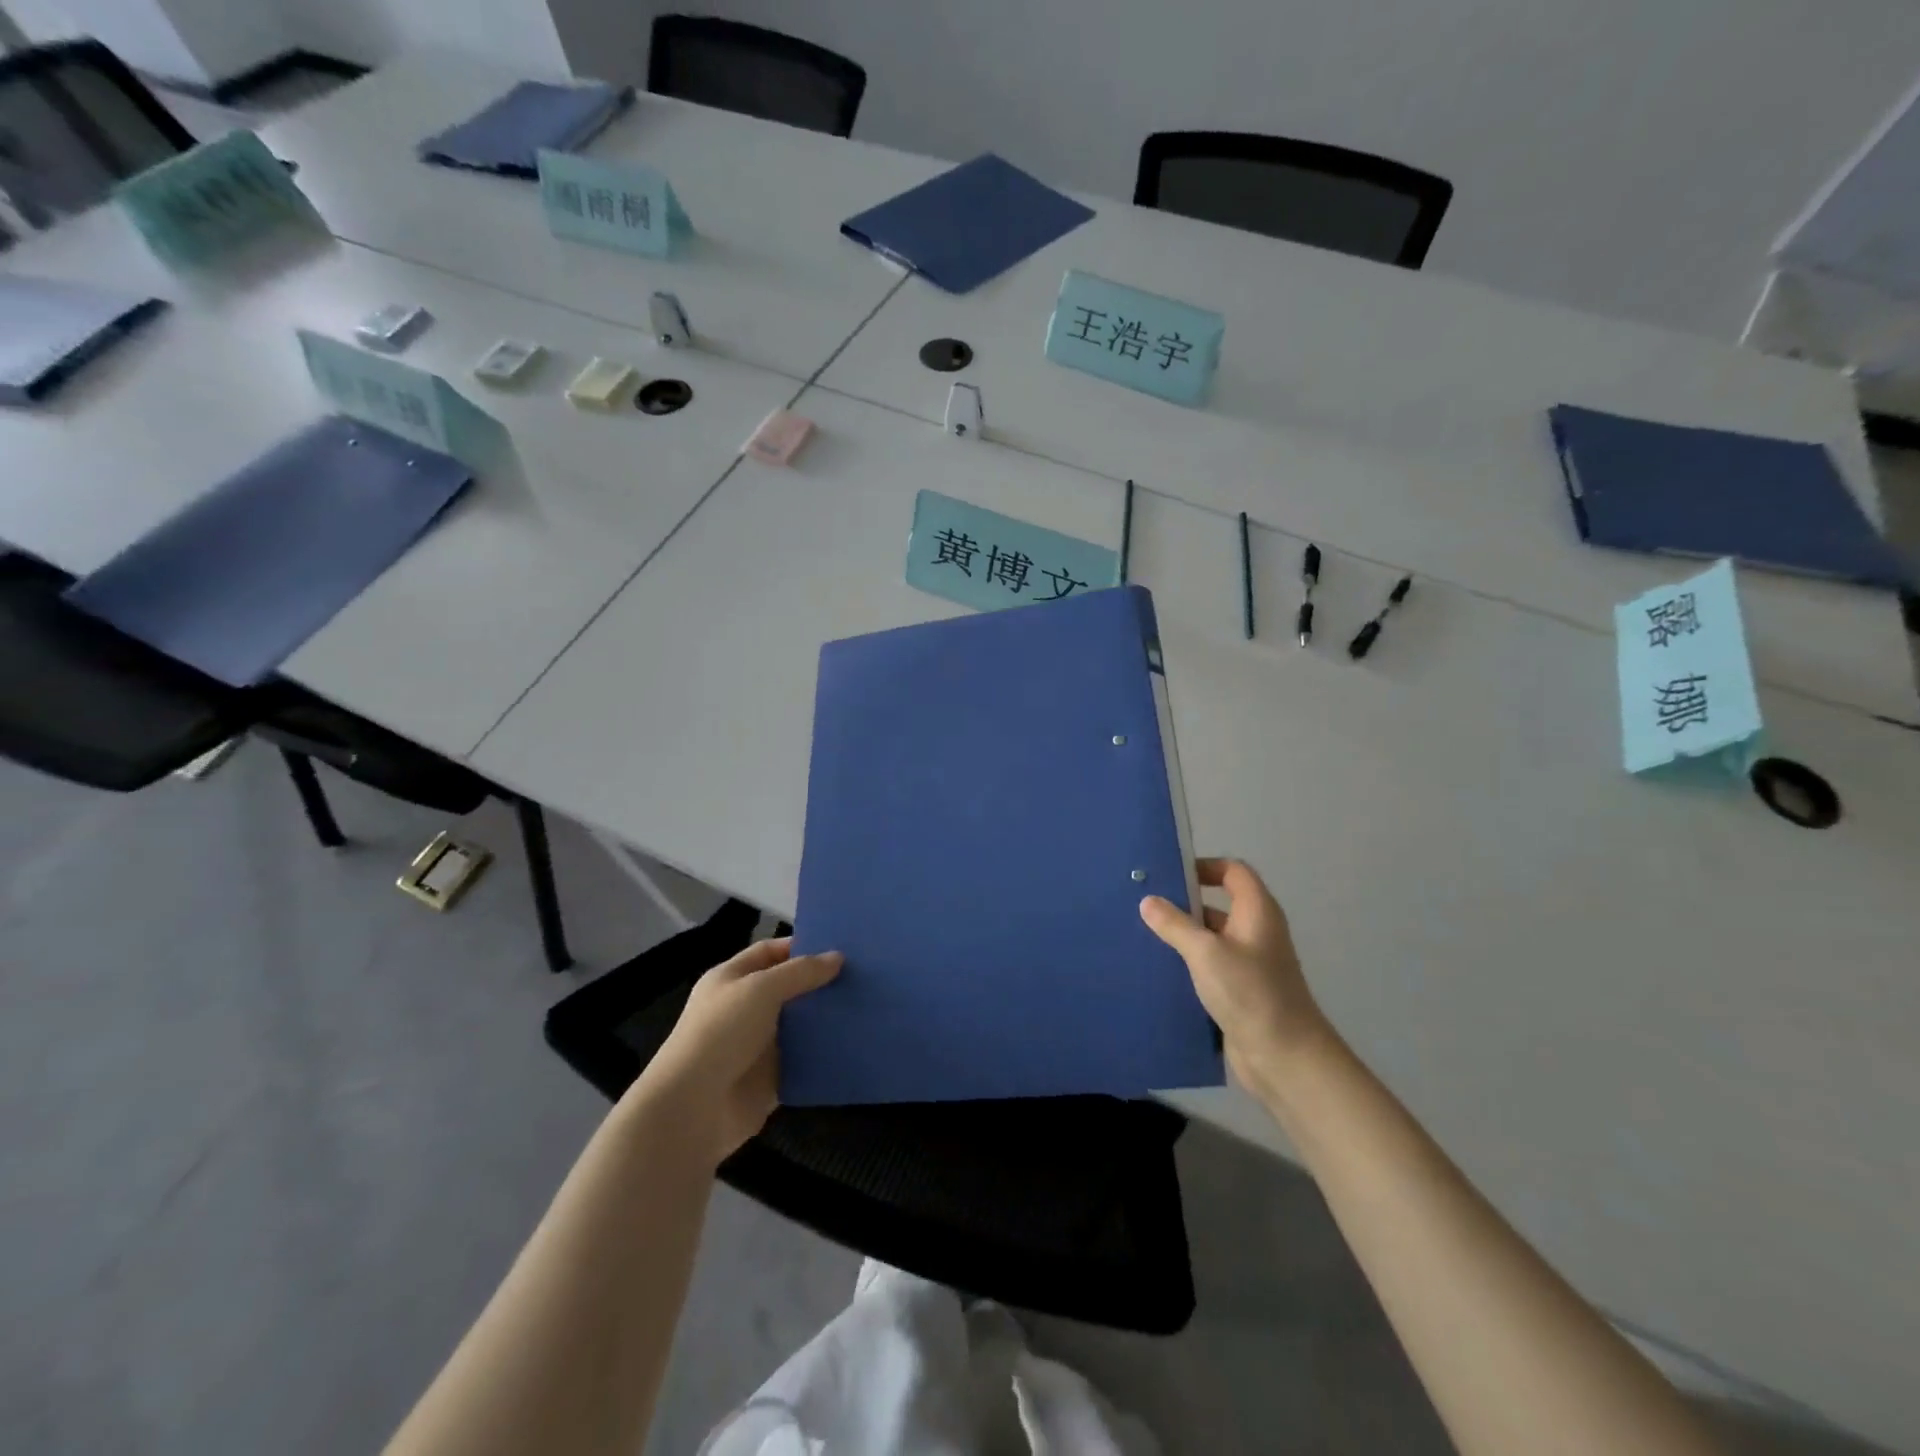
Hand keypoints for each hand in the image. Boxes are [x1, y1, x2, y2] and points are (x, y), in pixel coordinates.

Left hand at [637, 938, 841, 1165]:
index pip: (770, 952)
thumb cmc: (721, 1034)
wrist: (693, 1109)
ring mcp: (758, 1045)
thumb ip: (800, 972)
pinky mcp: (771, 1078)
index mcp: (732, 980)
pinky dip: (825, 1053)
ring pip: (800, 1024)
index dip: (801, 947)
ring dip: (826, 1018)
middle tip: (863, 975)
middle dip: (820, 982)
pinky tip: (856, 1042)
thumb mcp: (760, 989)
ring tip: (868, 1006)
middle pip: (789, 988)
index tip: (841, 947)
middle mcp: (744, 1009)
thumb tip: (838, 958)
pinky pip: (804, 1059)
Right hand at [1139, 858, 1331, 1101]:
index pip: (1234, 872)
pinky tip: (1159, 968)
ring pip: (1212, 937)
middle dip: (1184, 902)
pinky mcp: (1240, 990)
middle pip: (1219, 903)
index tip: (1170, 874)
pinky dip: (1188, 962)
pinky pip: (1210, 965)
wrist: (1286, 1058)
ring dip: (1183, 934)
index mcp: (1257, 912)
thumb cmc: (1250, 993)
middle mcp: (1256, 931)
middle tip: (1145, 902)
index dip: (1205, 866)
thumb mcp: (1206, 953)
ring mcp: (1249, 963)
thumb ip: (1175, 925)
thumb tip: (1148, 901)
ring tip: (1143, 933)